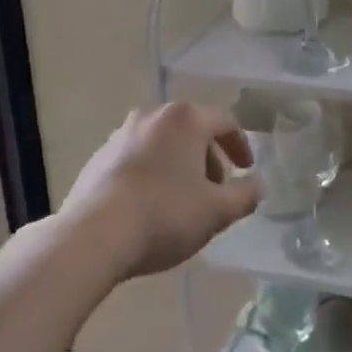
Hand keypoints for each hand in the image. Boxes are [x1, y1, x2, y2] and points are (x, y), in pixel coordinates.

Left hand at [61, 103, 261, 279]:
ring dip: (180, 166)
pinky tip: (151, 205)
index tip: (246, 169)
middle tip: (216, 190)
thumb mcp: (216, 211)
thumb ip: (244, 196)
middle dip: (209, 158)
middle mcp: (152, 116)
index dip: (240, 146)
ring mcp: (121, 134)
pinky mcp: (99, 156)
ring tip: (184, 201)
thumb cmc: (165, 215)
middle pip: (191, 131)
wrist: (93, 235)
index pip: (223, 122)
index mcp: (185, 119)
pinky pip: (138, 158)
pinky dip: (153, 173)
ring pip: (163, 144)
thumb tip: (257, 185)